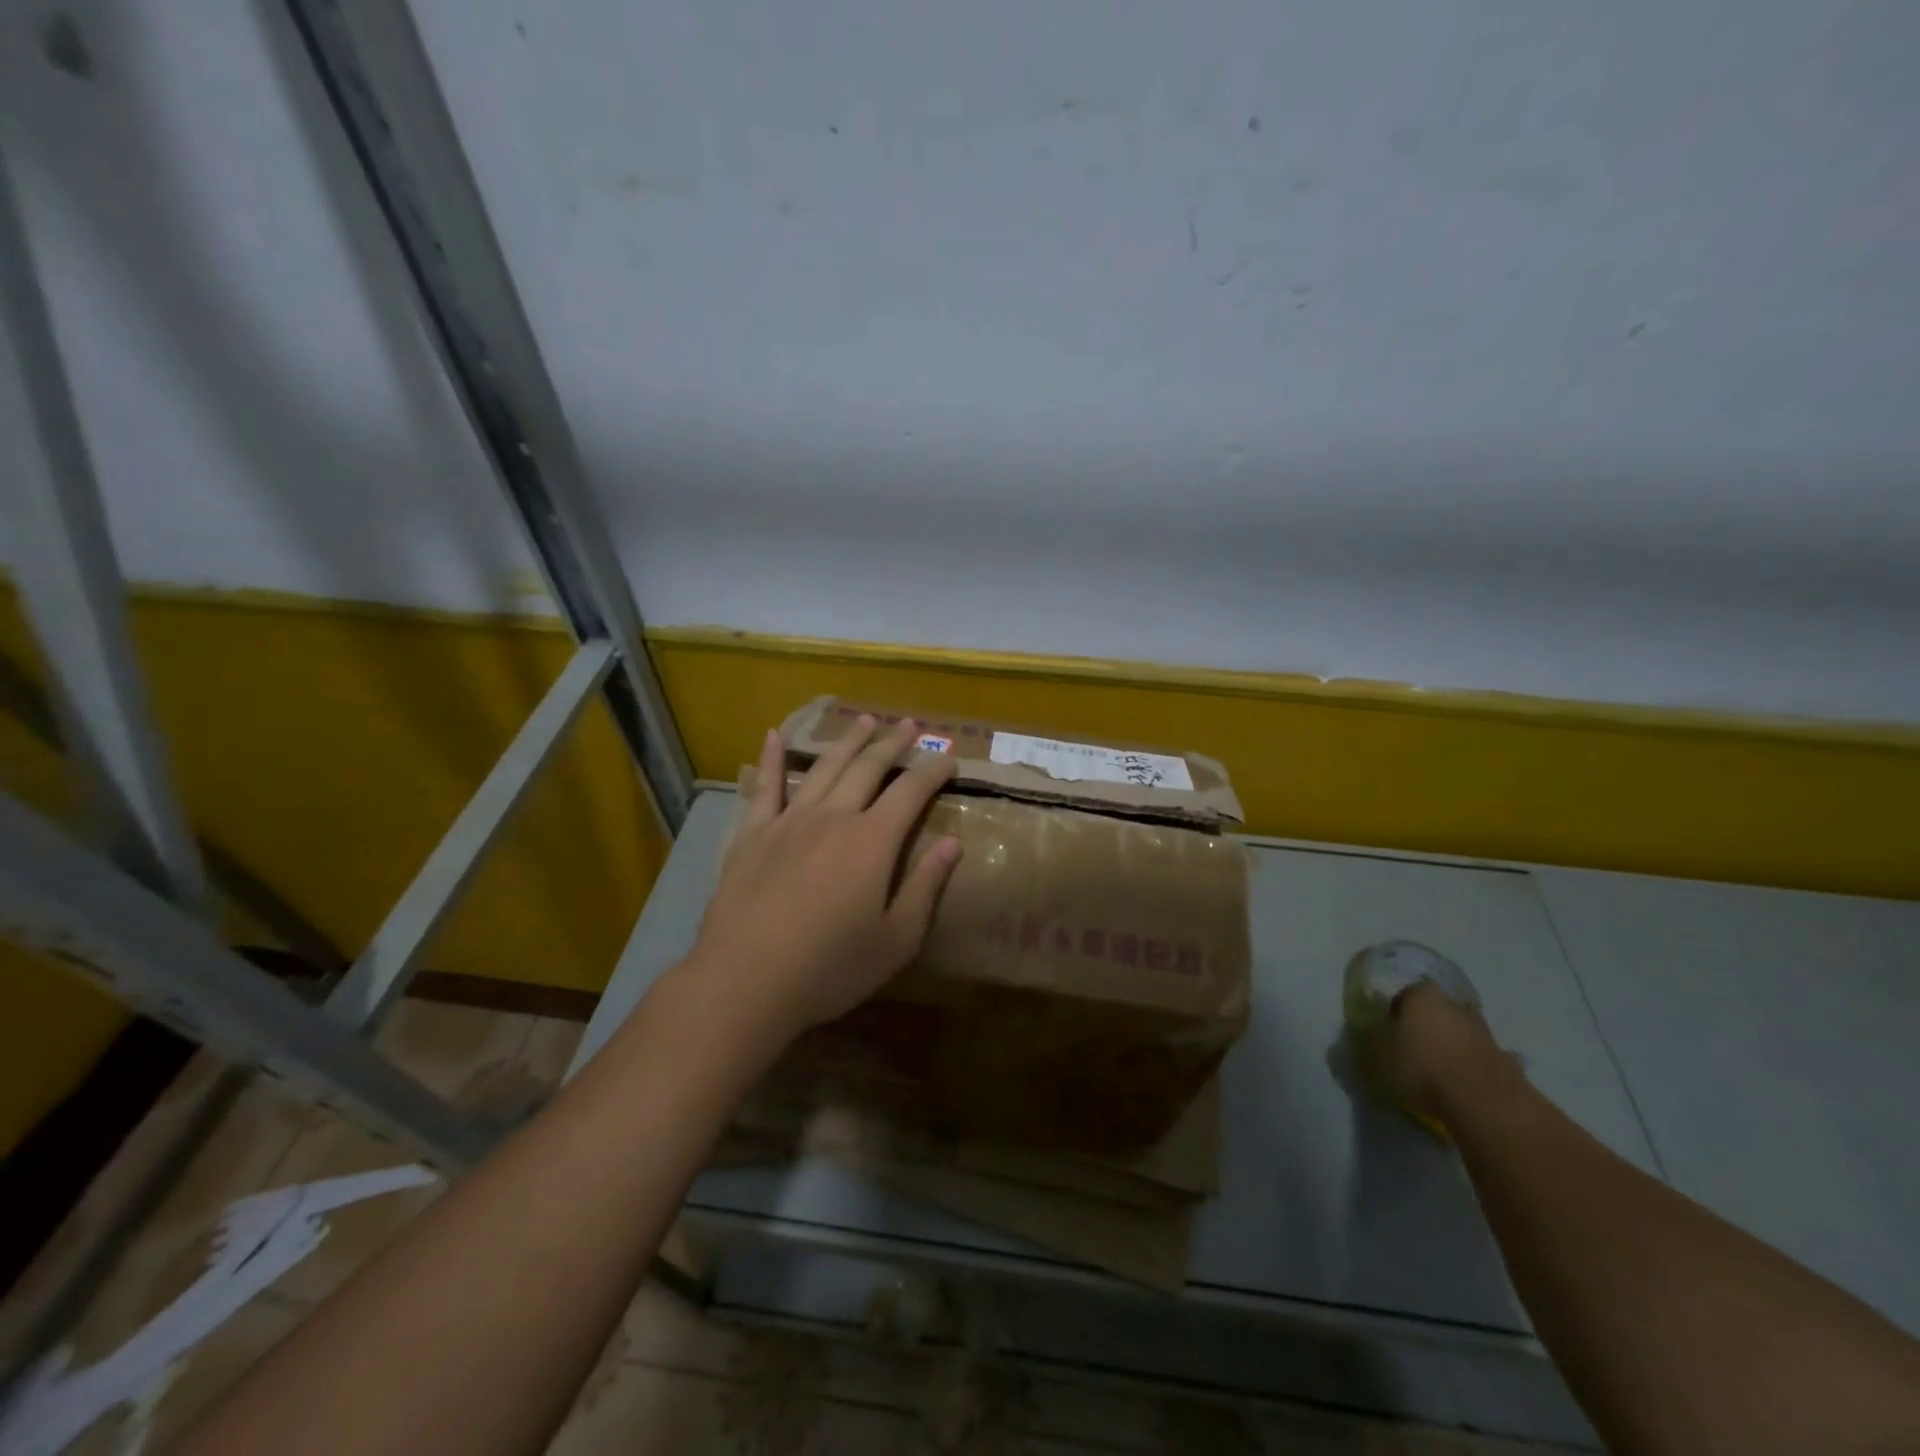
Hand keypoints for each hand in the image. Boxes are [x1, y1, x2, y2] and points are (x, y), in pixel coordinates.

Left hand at [685, 714, 962, 1043]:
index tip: (948, 757)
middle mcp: (833, 817)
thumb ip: (926, 886)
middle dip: (892, 744)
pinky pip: (765, 787)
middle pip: (868, 768)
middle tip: (909, 726)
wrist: (746, 980)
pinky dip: (771, 759)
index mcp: (872, 840)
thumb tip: (953, 843)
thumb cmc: (830, 967)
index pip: (910, 791)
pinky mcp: (753, 835)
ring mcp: (788, 822)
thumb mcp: (896, 939)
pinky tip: (773, 736)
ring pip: (824, 768)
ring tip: (864, 720)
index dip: (932, 770)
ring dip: (847, 741)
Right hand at [1361, 981, 1524, 1126]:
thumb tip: (1366, 1034)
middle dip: (1425, 1026)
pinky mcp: (1506, 1060)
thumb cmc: (1421, 1067)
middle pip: (1435, 1011)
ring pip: (1459, 1032)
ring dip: (1450, 1045)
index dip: (1394, 1013)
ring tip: (1438, 1071)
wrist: (1484, 1103)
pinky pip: (1479, 1057)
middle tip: (1413, 1049)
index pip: (1403, 994)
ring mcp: (1484, 1031)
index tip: (1389, 1033)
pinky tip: (1463, 1084)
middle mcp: (1454, 1004)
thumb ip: (1369, 1041)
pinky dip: (1471, 1066)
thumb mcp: (1378, 1055)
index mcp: (1421, 995)